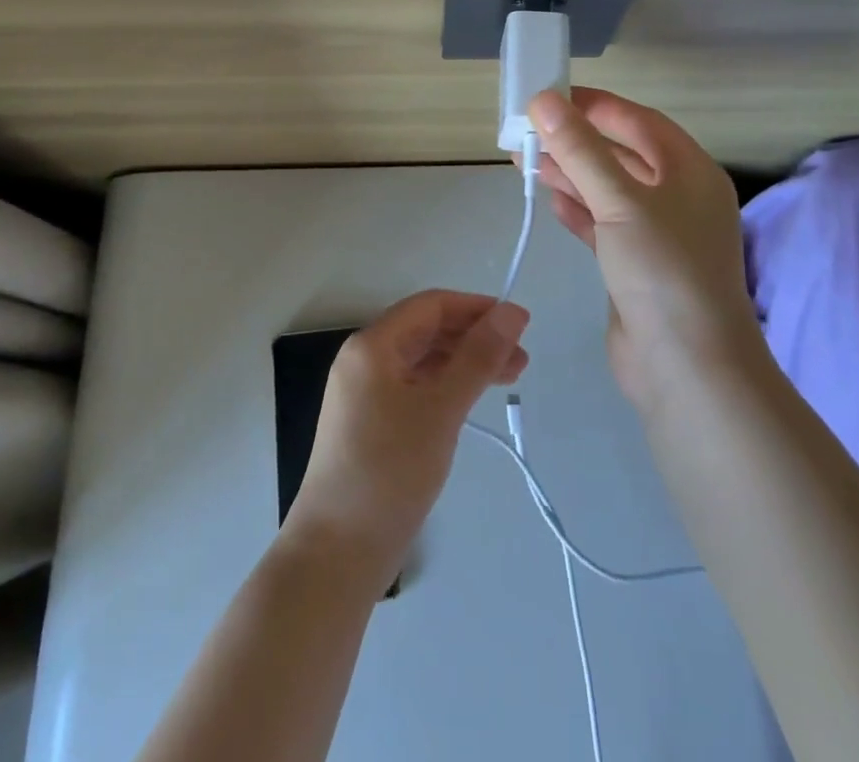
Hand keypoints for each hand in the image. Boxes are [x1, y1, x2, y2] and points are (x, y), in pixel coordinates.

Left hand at [283, 290, 529, 588]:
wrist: (337, 553)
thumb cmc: (390, 472)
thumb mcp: (441, 409)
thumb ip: (478, 357)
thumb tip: (512, 311)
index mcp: (372, 345)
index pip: (431, 306)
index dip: (476, 308)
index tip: (519, 325)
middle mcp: (363, 359)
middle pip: (426, 331)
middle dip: (474, 338)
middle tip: (521, 360)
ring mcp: (363, 393)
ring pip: (422, 361)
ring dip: (463, 363)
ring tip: (507, 380)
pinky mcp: (369, 423)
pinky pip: (413, 387)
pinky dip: (445, 387)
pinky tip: (469, 401)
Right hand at [527, 87, 765, 411]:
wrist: (687, 369)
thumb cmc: (663, 271)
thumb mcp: (620, 202)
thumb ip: (580, 150)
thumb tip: (544, 100)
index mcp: (690, 171)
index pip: (638, 121)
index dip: (595, 105)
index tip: (550, 96)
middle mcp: (678, 197)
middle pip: (621, 154)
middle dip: (574, 142)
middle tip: (526, 131)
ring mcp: (658, 234)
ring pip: (607, 190)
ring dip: (570, 175)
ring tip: (525, 161)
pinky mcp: (636, 266)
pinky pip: (603, 225)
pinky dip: (577, 210)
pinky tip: (550, 201)